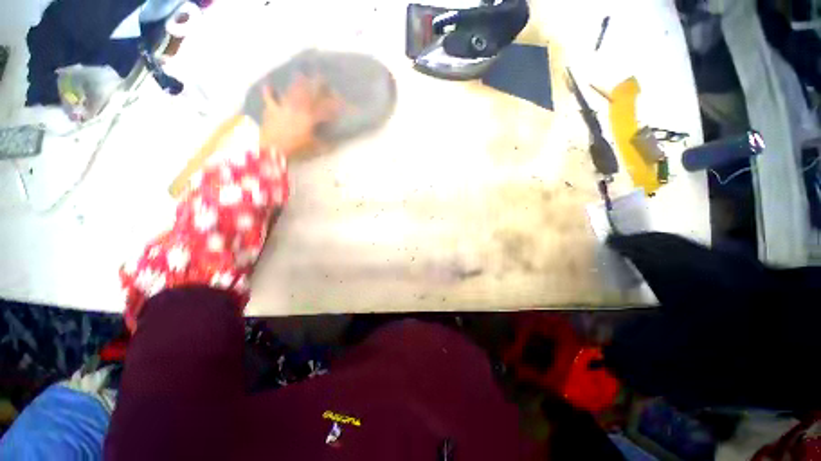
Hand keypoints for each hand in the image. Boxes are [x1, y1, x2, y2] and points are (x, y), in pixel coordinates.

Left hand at [258, 75, 341, 154]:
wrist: (273, 150)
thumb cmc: (296, 149)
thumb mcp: (314, 148)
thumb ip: (325, 144)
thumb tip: (334, 143)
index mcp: (310, 118)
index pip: (324, 109)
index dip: (332, 105)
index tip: (339, 101)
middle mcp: (298, 109)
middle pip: (308, 94)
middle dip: (315, 85)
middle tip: (320, 75)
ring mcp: (284, 107)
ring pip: (291, 93)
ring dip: (296, 84)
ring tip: (301, 74)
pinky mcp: (272, 111)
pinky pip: (270, 99)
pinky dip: (269, 92)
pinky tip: (268, 86)